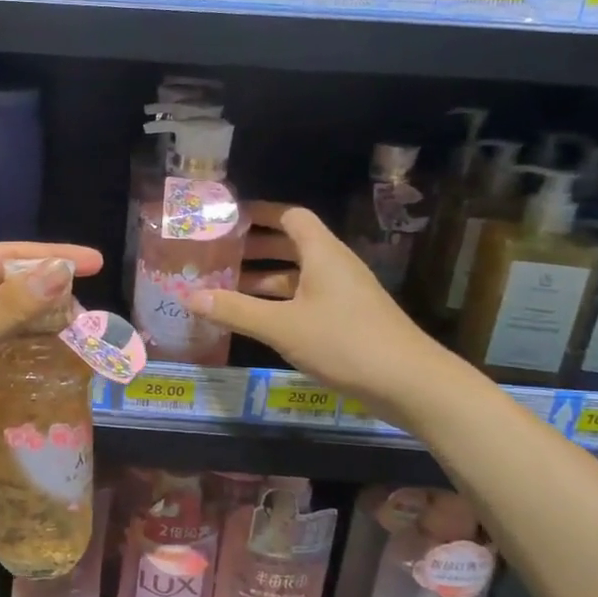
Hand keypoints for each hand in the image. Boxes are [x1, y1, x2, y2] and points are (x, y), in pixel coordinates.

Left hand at [0, 241, 103, 494]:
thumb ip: (13, 306)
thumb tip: (62, 271)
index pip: (9, 258)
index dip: (53, 259)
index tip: (97, 265)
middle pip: (8, 296)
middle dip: (50, 305)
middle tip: (92, 323)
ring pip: (2, 336)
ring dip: (37, 342)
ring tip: (80, 353)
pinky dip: (17, 377)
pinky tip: (46, 387)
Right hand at [192, 202, 450, 417]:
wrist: (409, 383)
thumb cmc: (344, 342)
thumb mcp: (282, 326)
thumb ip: (235, 310)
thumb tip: (188, 296)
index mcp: (322, 254)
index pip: (291, 216)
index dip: (261, 213)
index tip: (228, 218)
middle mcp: (334, 267)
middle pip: (292, 245)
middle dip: (255, 248)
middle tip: (218, 255)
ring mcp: (344, 295)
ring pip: (298, 276)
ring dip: (265, 280)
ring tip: (226, 289)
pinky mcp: (348, 320)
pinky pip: (306, 300)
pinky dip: (280, 303)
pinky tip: (257, 321)